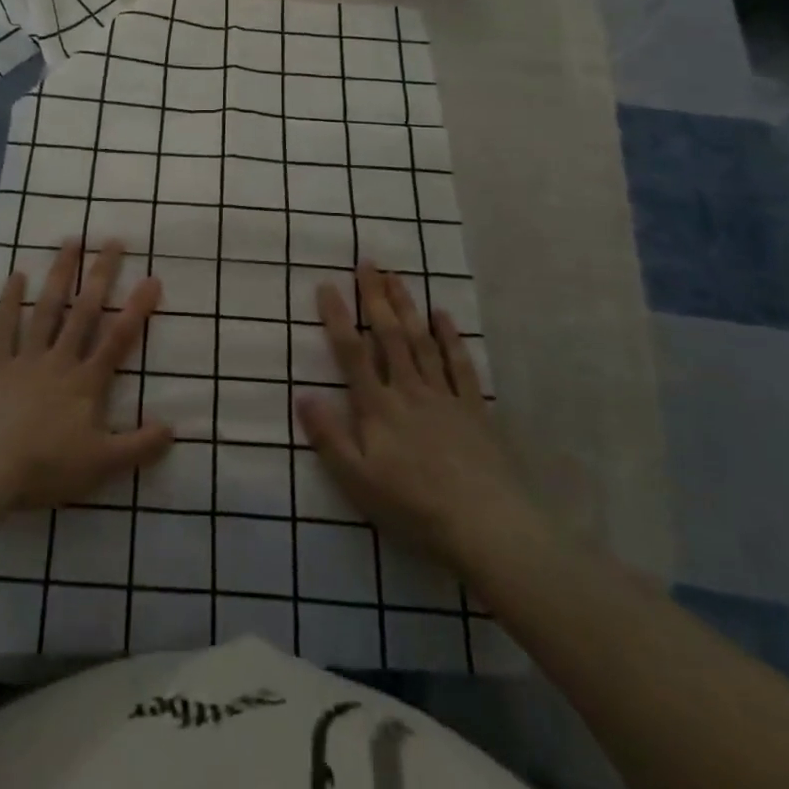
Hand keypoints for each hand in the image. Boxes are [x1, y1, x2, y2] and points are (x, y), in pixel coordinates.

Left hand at [0, 240, 172, 510]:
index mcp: (86, 383)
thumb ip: (139, 446)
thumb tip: (173, 429)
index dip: (137, 309)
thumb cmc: (45, 467)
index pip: (118, 339)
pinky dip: (10, 301)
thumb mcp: (101, 465)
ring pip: (47, 309)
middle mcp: (59, 360)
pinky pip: (4, 327)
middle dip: (101, 275)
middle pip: (84, 312)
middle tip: (113, 241)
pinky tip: (17, 275)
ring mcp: (26, 358)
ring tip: (71, 242)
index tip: (152, 278)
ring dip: (60, 274)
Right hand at [296, 264, 542, 574]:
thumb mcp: (358, 481)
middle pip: (389, 335)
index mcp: (378, 407)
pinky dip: (450, 337)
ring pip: (421, 341)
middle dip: (375, 297)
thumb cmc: (413, 506)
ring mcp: (444, 396)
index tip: (327, 285)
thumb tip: (302, 395)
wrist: (486, 526)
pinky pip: (460, 364)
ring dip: (407, 306)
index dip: (338, 317)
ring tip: (396, 276)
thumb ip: (329, 437)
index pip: (352, 353)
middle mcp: (409, 390)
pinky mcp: (473, 408)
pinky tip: (443, 315)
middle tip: (367, 263)